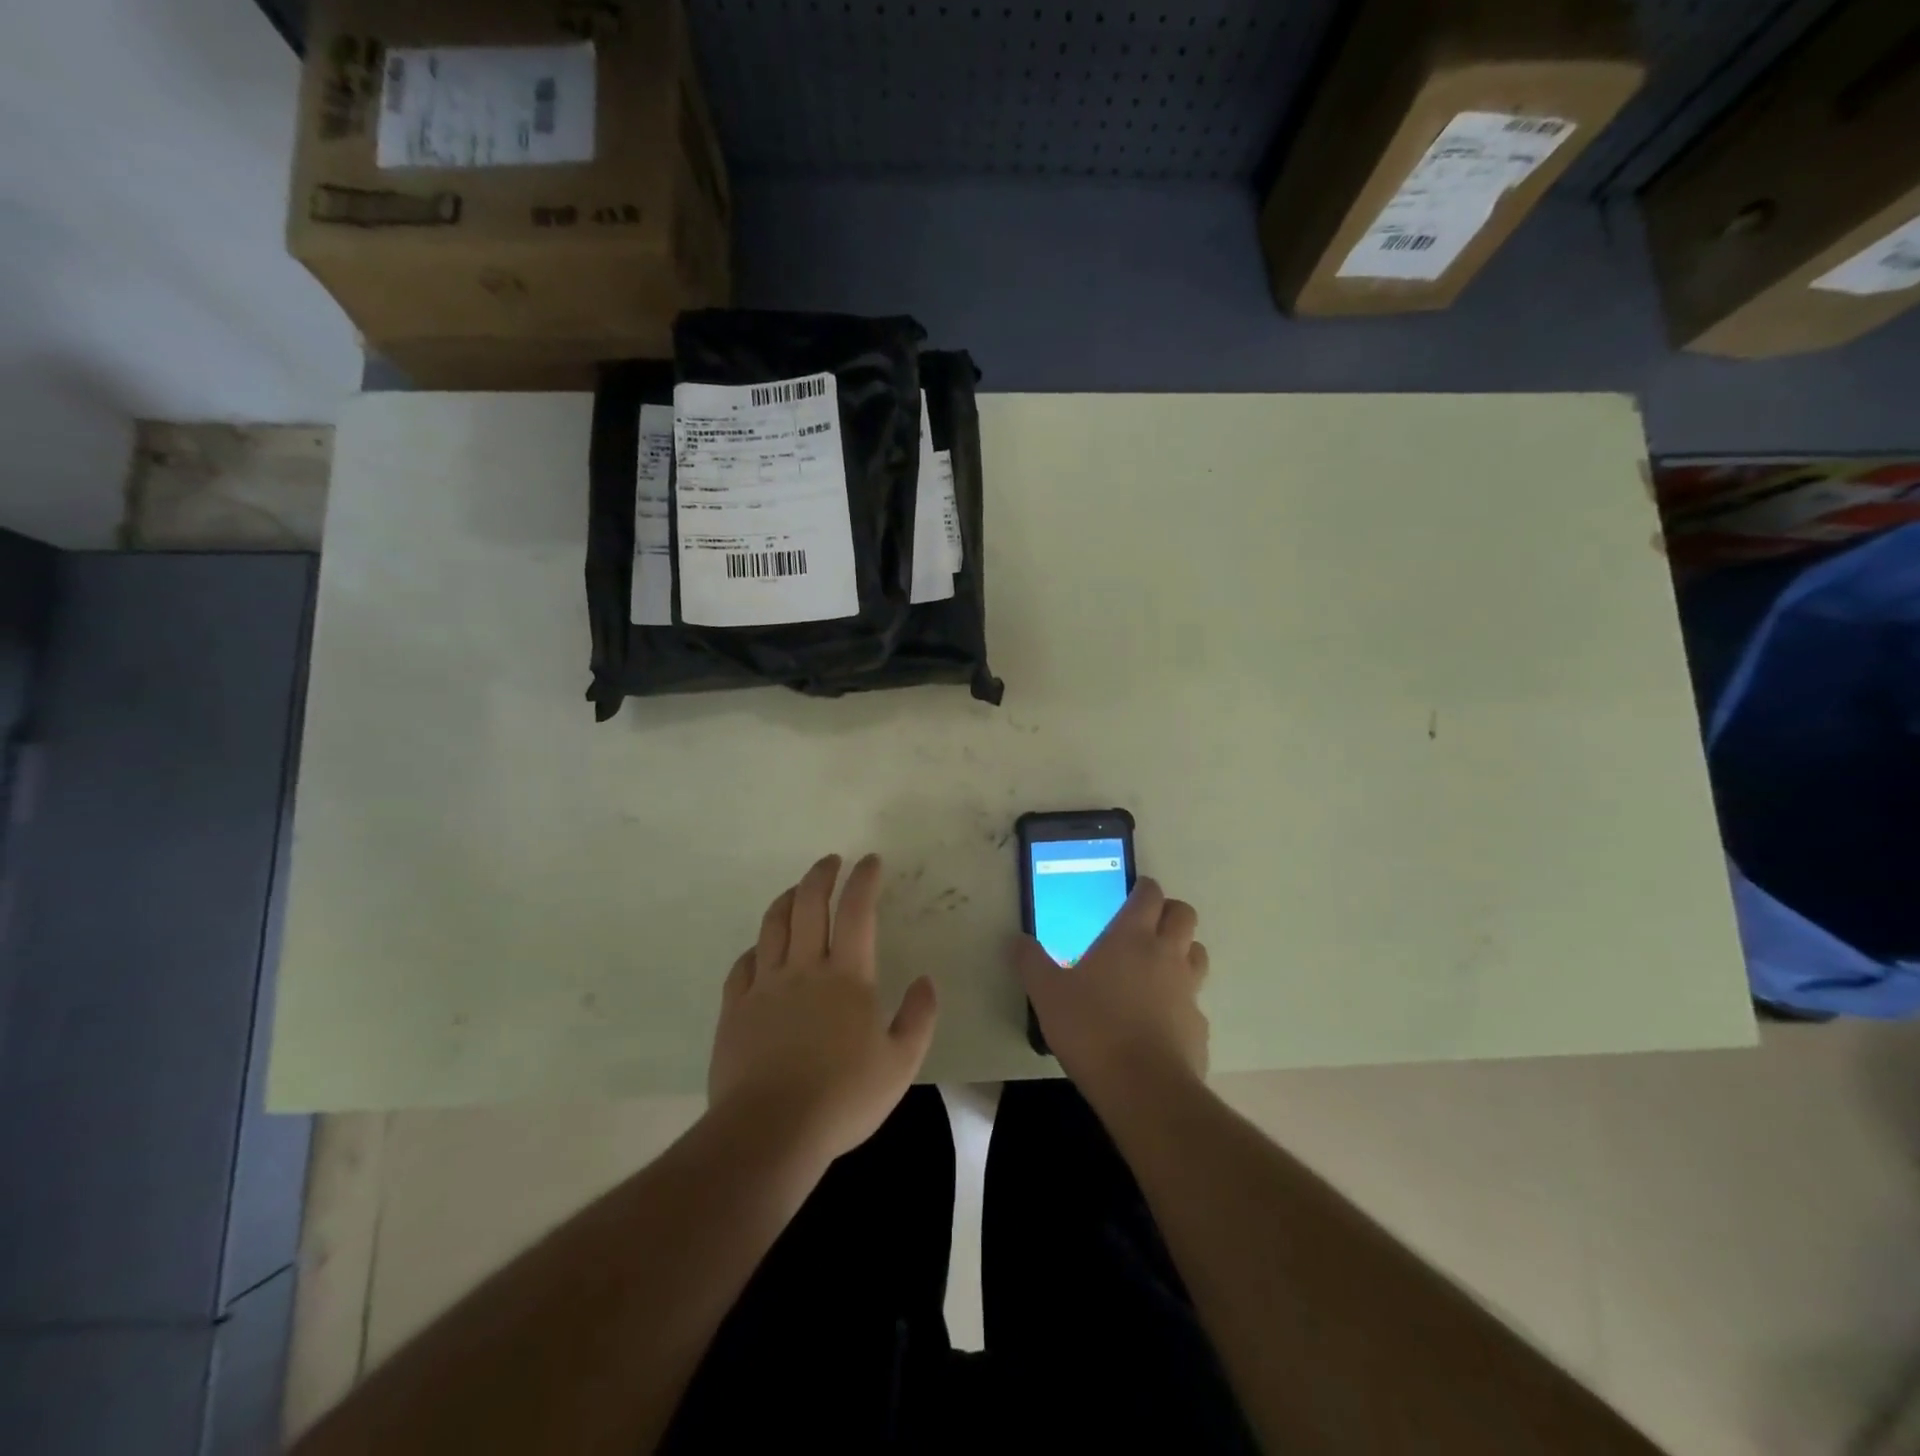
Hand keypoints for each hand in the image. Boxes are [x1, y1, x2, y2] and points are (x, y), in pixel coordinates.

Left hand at [708, 853, 937, 1165]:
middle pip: (808, 904)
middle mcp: (804, 968)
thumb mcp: (900, 1064)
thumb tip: (925, 981)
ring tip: (796, 890)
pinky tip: (761, 950)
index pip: (856, 911)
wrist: (769, 1131)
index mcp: (847, 976)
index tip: (869, 861)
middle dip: (821, 875)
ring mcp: (765, 986)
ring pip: (772, 926)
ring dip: (787, 899)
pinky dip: (756, 948)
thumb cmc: (842, 1097)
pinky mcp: (735, 1009)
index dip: (863, 880)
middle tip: (831, 862)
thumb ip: (918, 1018)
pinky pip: (743, 965)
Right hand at [1015, 878, 1209, 1101]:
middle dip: (1169, 912)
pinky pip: (1194, 1001)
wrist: (1143, 1088)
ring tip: (1157, 967)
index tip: (1132, 891)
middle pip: (1183, 915)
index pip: (1149, 894)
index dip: (1143, 887)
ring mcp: (1188, 990)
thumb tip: (1017, 940)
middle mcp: (1166, 954)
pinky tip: (1160, 1020)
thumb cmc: (1092, 1028)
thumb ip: (1031, 963)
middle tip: (1146, 925)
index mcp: (1131, 937)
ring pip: (1197, 953)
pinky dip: (1181, 1001)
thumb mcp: (1047, 994)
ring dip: (1182, 951)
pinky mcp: (1198, 1026)